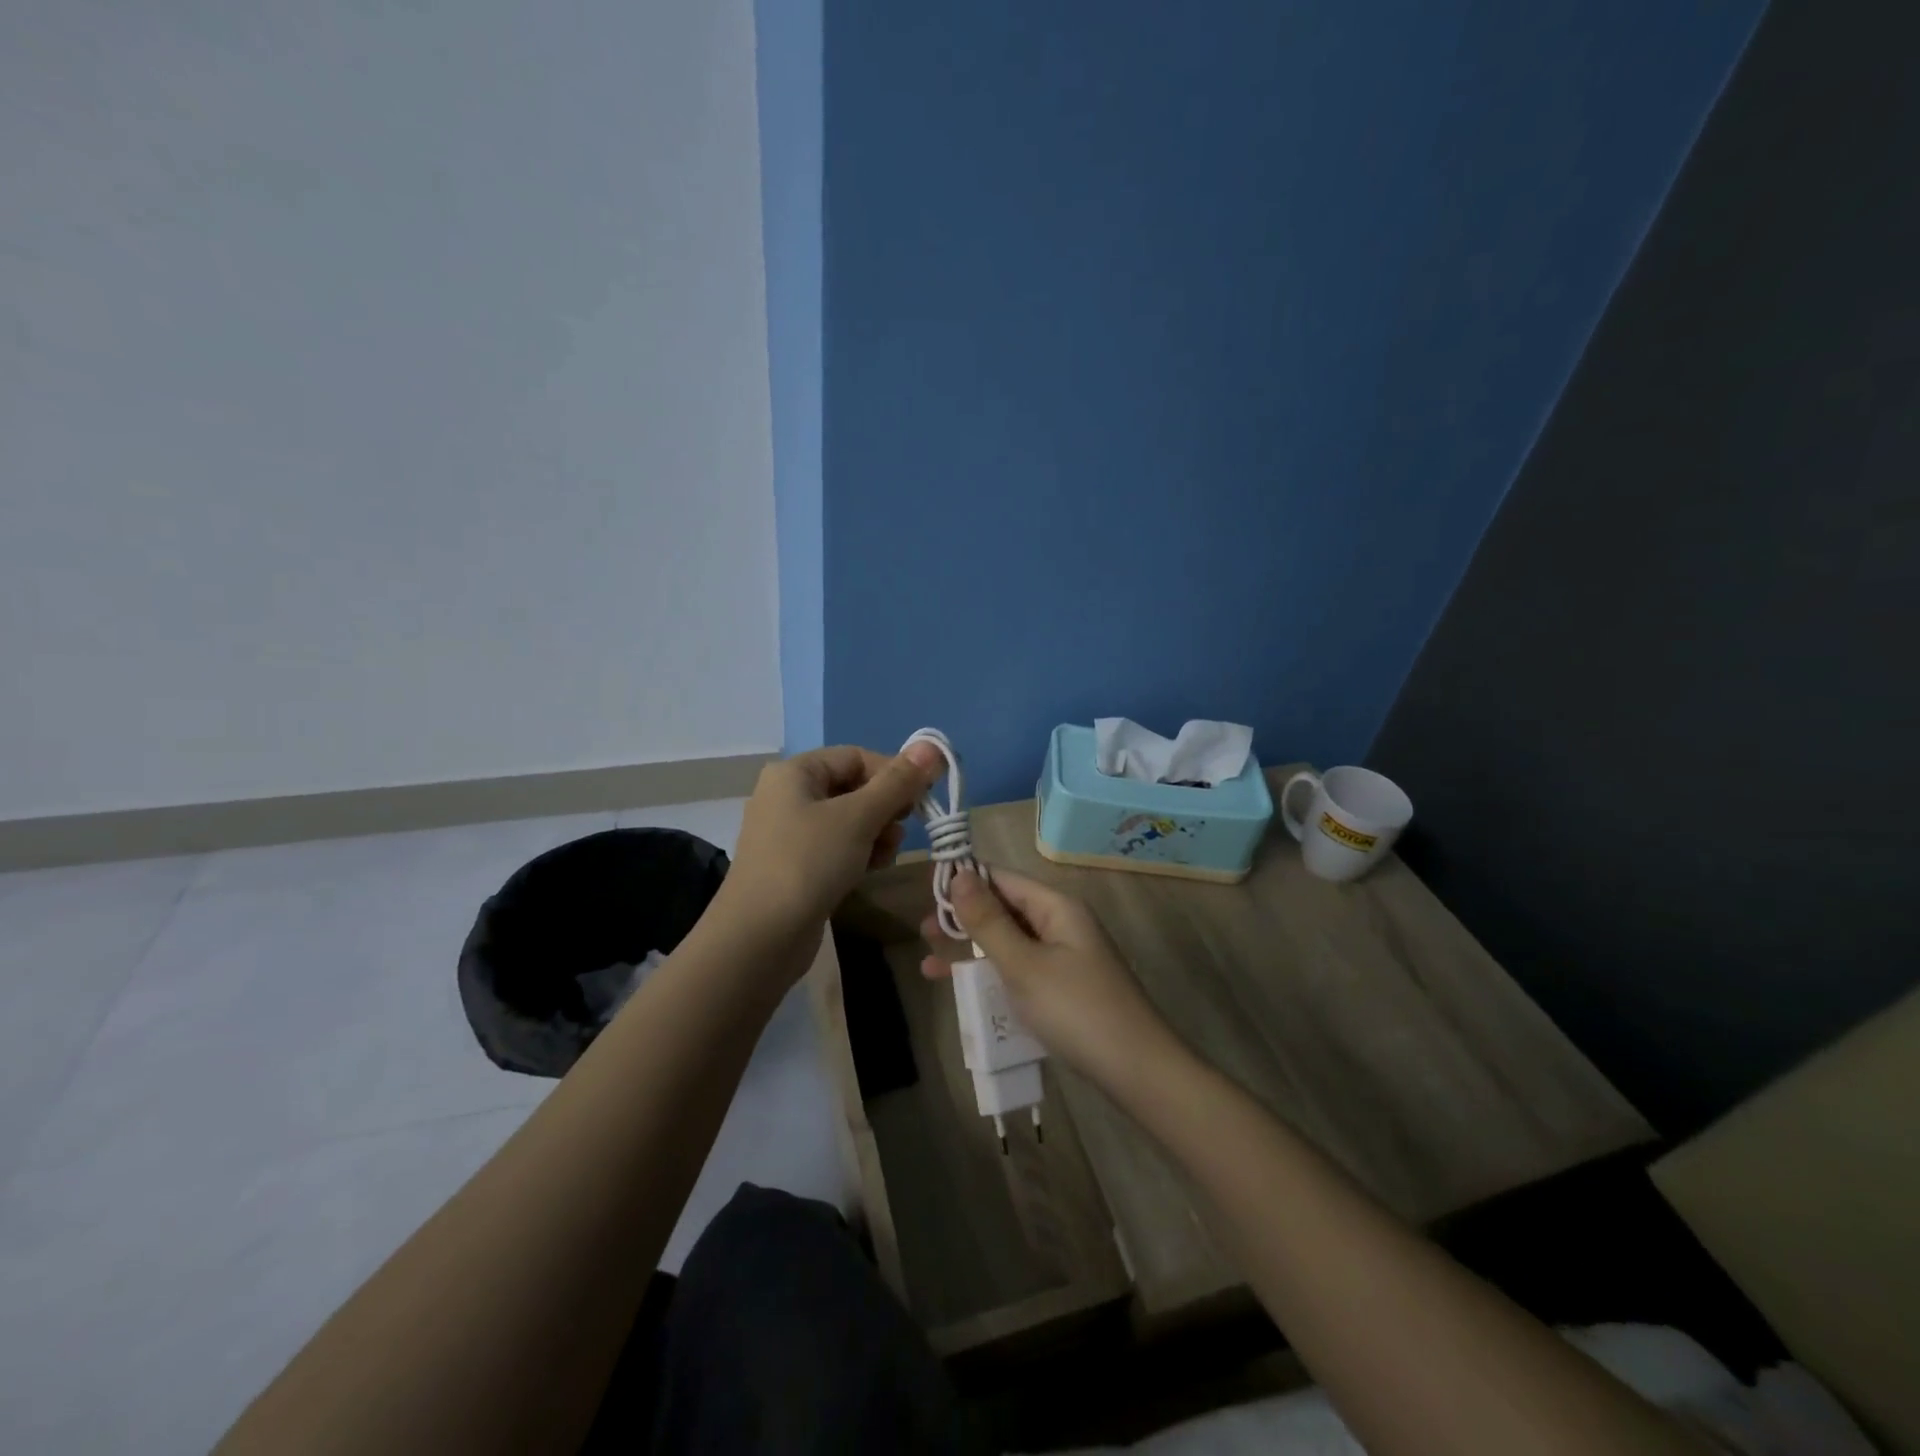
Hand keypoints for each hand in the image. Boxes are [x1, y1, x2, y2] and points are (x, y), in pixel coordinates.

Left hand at [720, 742, 944, 941]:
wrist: (759, 938)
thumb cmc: (808, 863)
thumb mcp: (858, 818)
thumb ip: (897, 782)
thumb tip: (931, 747)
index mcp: (795, 772)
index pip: (856, 757)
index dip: (893, 773)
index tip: (920, 800)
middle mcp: (788, 796)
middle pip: (853, 787)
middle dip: (885, 807)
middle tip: (902, 830)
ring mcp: (789, 833)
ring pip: (848, 819)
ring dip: (876, 832)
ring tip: (885, 855)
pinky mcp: (795, 865)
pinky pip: (836, 846)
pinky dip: (859, 852)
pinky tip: (872, 870)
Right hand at [920, 868, 1183, 1094]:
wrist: (1137, 1071)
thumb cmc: (1076, 1010)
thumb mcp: (1023, 964)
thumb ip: (988, 921)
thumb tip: (959, 874)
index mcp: (1056, 907)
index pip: (1002, 878)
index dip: (964, 881)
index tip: (925, 893)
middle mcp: (1061, 923)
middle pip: (1004, 908)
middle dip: (964, 919)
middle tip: (923, 933)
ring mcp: (1065, 956)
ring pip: (1009, 941)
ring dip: (972, 950)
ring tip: (930, 965)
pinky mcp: (1065, 986)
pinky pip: (1020, 967)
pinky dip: (992, 974)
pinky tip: (966, 990)